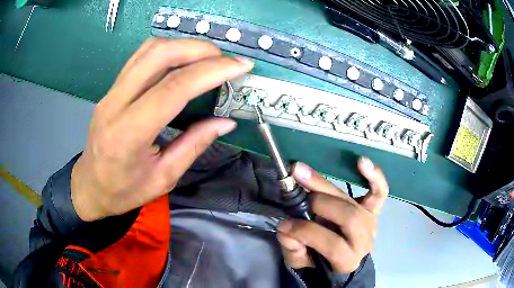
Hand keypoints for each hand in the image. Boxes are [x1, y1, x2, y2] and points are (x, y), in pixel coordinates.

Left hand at [71, 38, 253, 221]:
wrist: (90, 187)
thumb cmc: (124, 191)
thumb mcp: (163, 178)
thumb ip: (194, 145)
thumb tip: (226, 122)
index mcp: (129, 134)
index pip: (173, 88)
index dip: (211, 71)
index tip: (240, 66)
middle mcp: (115, 104)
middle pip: (159, 55)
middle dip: (199, 49)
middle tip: (225, 60)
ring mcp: (111, 92)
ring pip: (149, 50)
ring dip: (183, 46)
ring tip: (208, 58)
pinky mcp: (111, 88)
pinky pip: (140, 57)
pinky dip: (167, 51)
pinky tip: (182, 61)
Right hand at [277, 158, 388, 272]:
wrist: (345, 261)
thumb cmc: (322, 264)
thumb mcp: (303, 265)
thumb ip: (294, 252)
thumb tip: (285, 230)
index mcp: (348, 260)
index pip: (332, 244)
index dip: (306, 232)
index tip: (283, 225)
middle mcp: (364, 239)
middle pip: (347, 217)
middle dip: (318, 203)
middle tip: (295, 193)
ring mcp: (370, 222)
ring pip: (353, 202)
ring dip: (326, 185)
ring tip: (302, 172)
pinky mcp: (373, 210)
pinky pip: (379, 192)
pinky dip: (374, 176)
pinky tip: (361, 162)